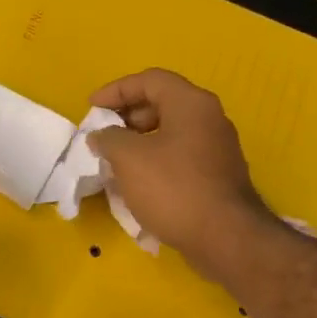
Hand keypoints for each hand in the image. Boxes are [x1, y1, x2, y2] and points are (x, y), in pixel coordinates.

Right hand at [88, 69, 269, 280]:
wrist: (224, 237)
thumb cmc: (174, 189)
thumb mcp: (129, 159)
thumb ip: (109, 139)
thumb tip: (101, 135)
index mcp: (191, 103)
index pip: (149, 80)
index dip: (116, 90)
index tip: (91, 108)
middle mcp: (209, 119)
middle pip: (163, 104)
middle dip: (128, 117)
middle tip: (104, 136)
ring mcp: (217, 149)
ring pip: (171, 133)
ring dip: (140, 142)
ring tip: (115, 162)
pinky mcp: (218, 176)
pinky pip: (180, 157)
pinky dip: (156, 161)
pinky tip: (139, 183)